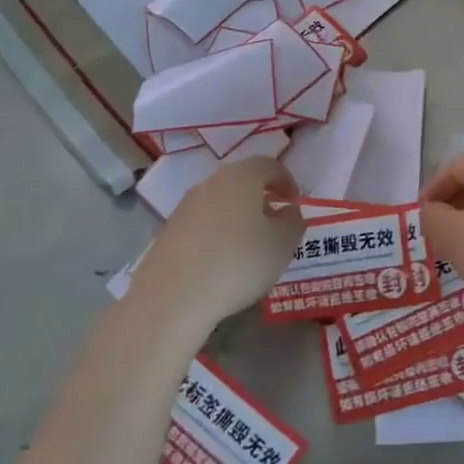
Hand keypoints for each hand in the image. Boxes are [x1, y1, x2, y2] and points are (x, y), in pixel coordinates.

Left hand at [134, 157, 304, 329]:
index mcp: (241, 177)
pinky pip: (202, 223)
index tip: (294, 204)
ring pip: (220, 201)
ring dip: (238, 215)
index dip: (286, 181)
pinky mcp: (168, 231)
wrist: (172, 298)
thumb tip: (288, 211)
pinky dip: (216, 232)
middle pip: (242, 180)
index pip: (269, 165)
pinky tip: (221, 261)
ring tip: (248, 246)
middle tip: (274, 223)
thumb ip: (294, 222)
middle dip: (261, 197)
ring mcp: (185, 206)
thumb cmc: (238, 264)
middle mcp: (211, 183)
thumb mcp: (283, 245)